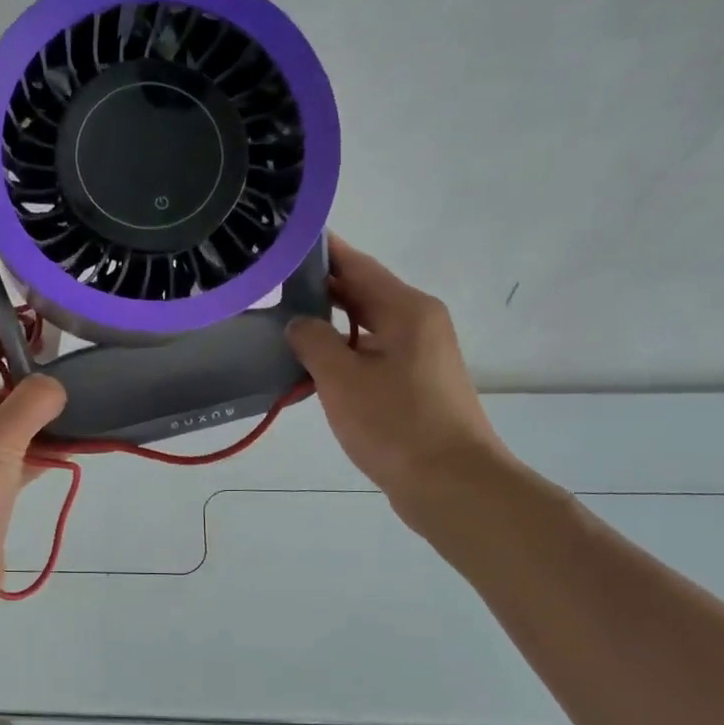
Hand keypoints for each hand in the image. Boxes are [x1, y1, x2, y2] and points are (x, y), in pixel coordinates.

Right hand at [287, 236, 509, 519]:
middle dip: (319, 288)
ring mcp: (420, 354)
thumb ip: (313, 341)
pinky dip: (343, 354)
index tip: (284, 238)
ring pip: (366, 326)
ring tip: (282, 323)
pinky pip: (372, 354)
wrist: (453, 486)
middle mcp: (418, 322)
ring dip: (328, 324)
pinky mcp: (416, 384)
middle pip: (362, 292)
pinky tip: (311, 367)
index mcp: (406, 309)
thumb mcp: (342, 379)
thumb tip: (300, 324)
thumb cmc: (396, 425)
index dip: (320, 250)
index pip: (356, 264)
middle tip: (270, 284)